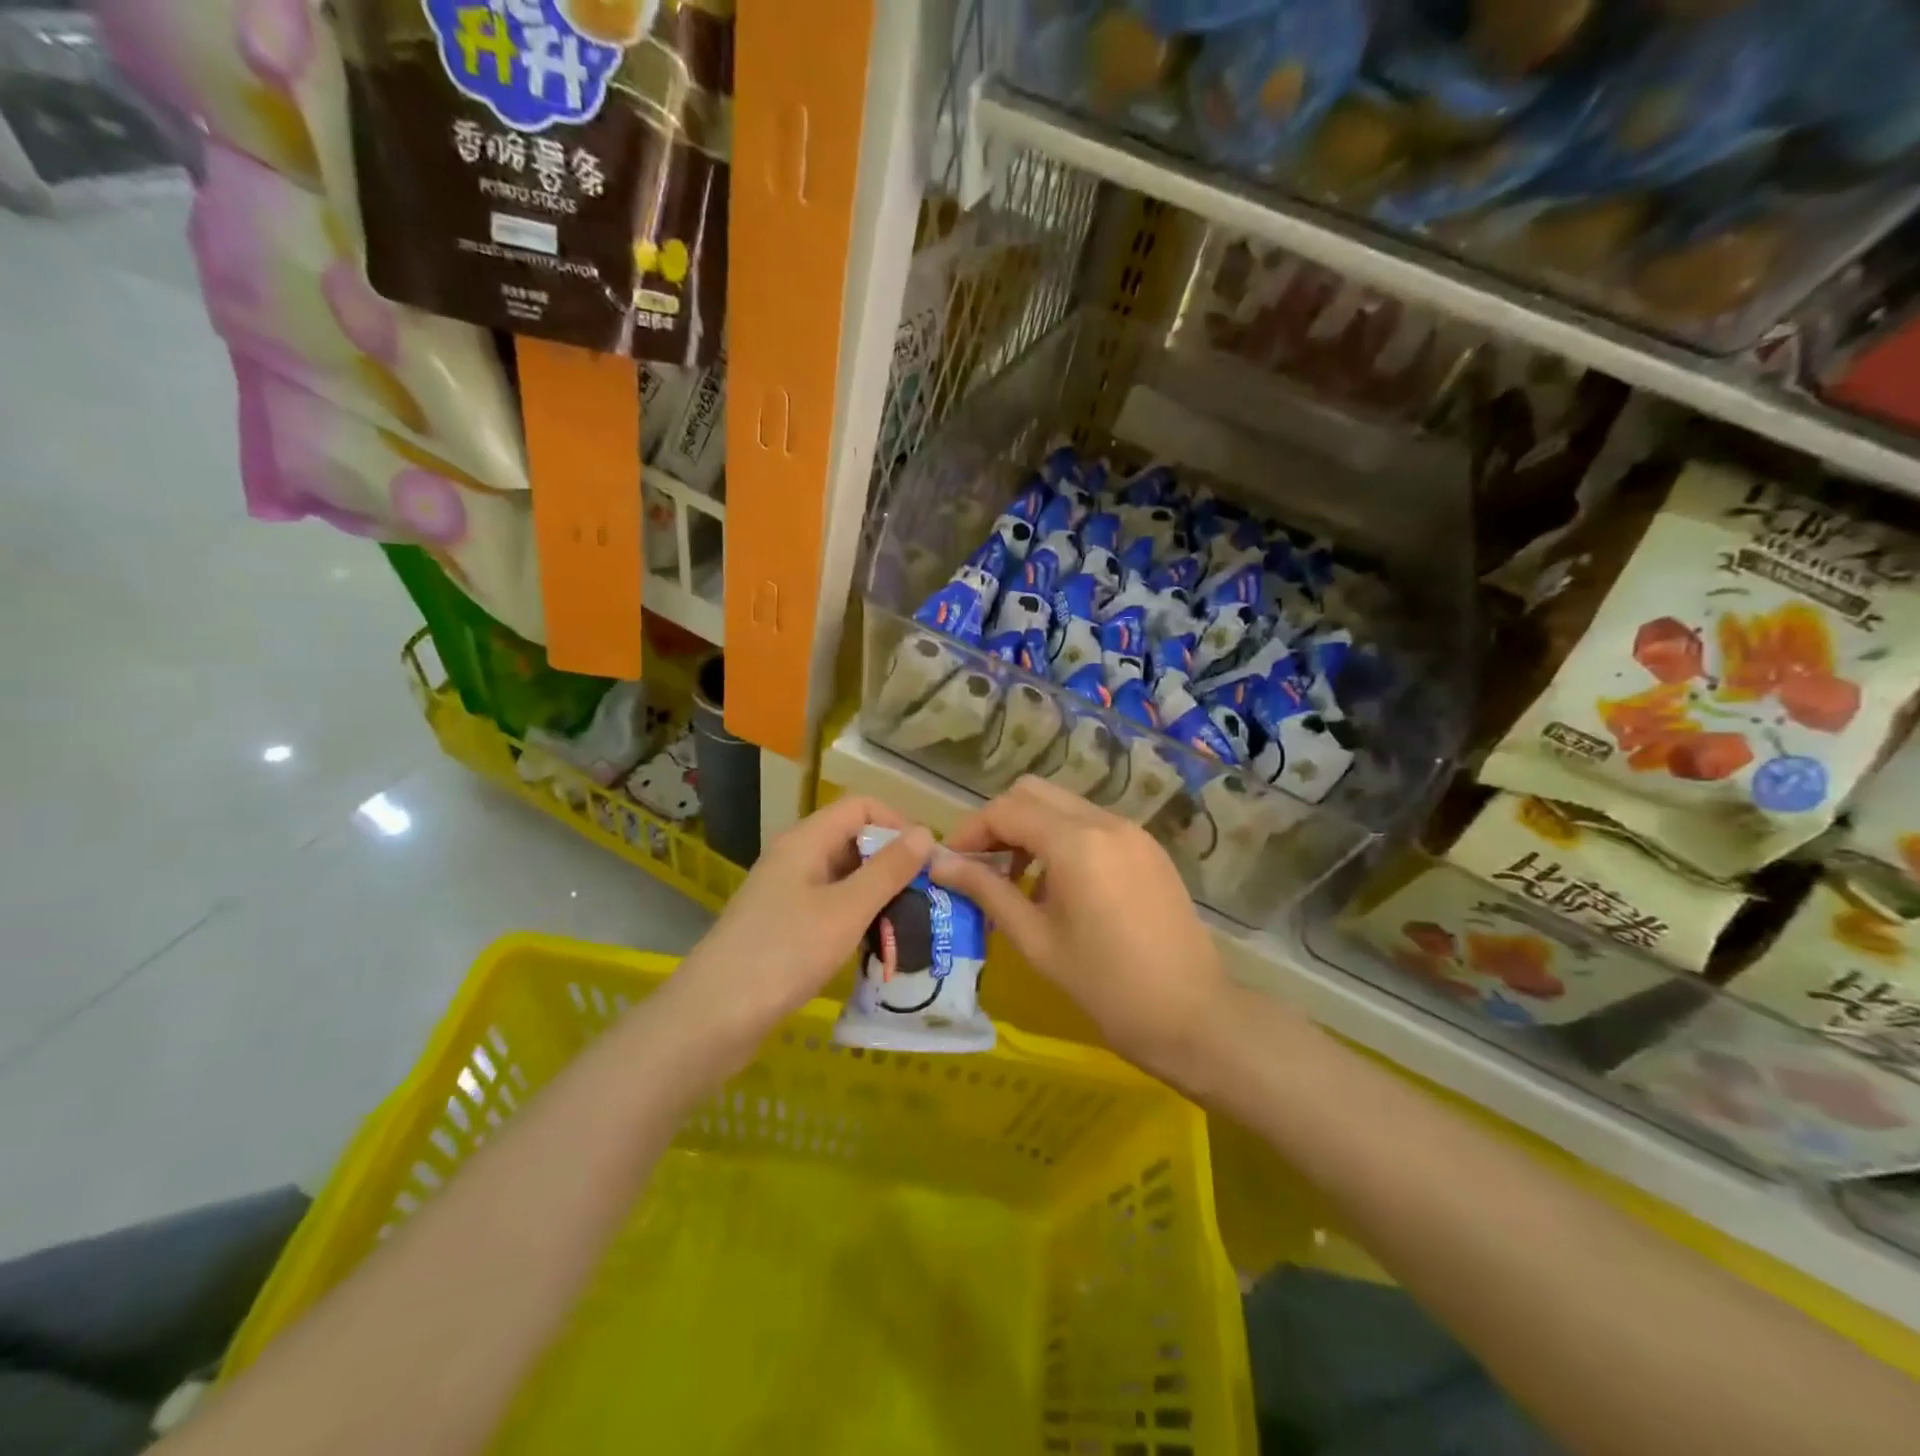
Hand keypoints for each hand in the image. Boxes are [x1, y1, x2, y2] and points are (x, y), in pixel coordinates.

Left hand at [670, 797, 933, 1064]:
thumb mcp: (846, 910)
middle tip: (926, 900)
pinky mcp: (784, 926)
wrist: (712, 1018)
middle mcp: (796, 858)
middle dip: (893, 865)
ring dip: (878, 896)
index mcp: (806, 841)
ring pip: (845, 878)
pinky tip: (875, 947)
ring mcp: (787, 893)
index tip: (926, 862)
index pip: (861, 807)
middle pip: (854, 841)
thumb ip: (888, 870)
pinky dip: (857, 919)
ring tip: (909, 927)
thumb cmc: (784, 954)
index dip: (898, 824)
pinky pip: (831, 907)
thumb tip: (925, 832)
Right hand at [930, 776, 1228, 1087]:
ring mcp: (1132, 832)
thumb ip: (986, 891)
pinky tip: (1060, 887)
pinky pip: (1093, 825)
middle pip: (1034, 793)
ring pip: (1064, 806)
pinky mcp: (1148, 849)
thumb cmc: (1105, 986)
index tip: (951, 863)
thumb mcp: (1036, 940)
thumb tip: (938, 864)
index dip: (970, 831)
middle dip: (1000, 821)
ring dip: (1032, 829)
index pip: (1006, 810)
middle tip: (982, 866)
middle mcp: (1105, 821)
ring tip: (1018, 882)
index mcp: (1076, 842)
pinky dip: (1064, 839)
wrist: (1193, 1016)